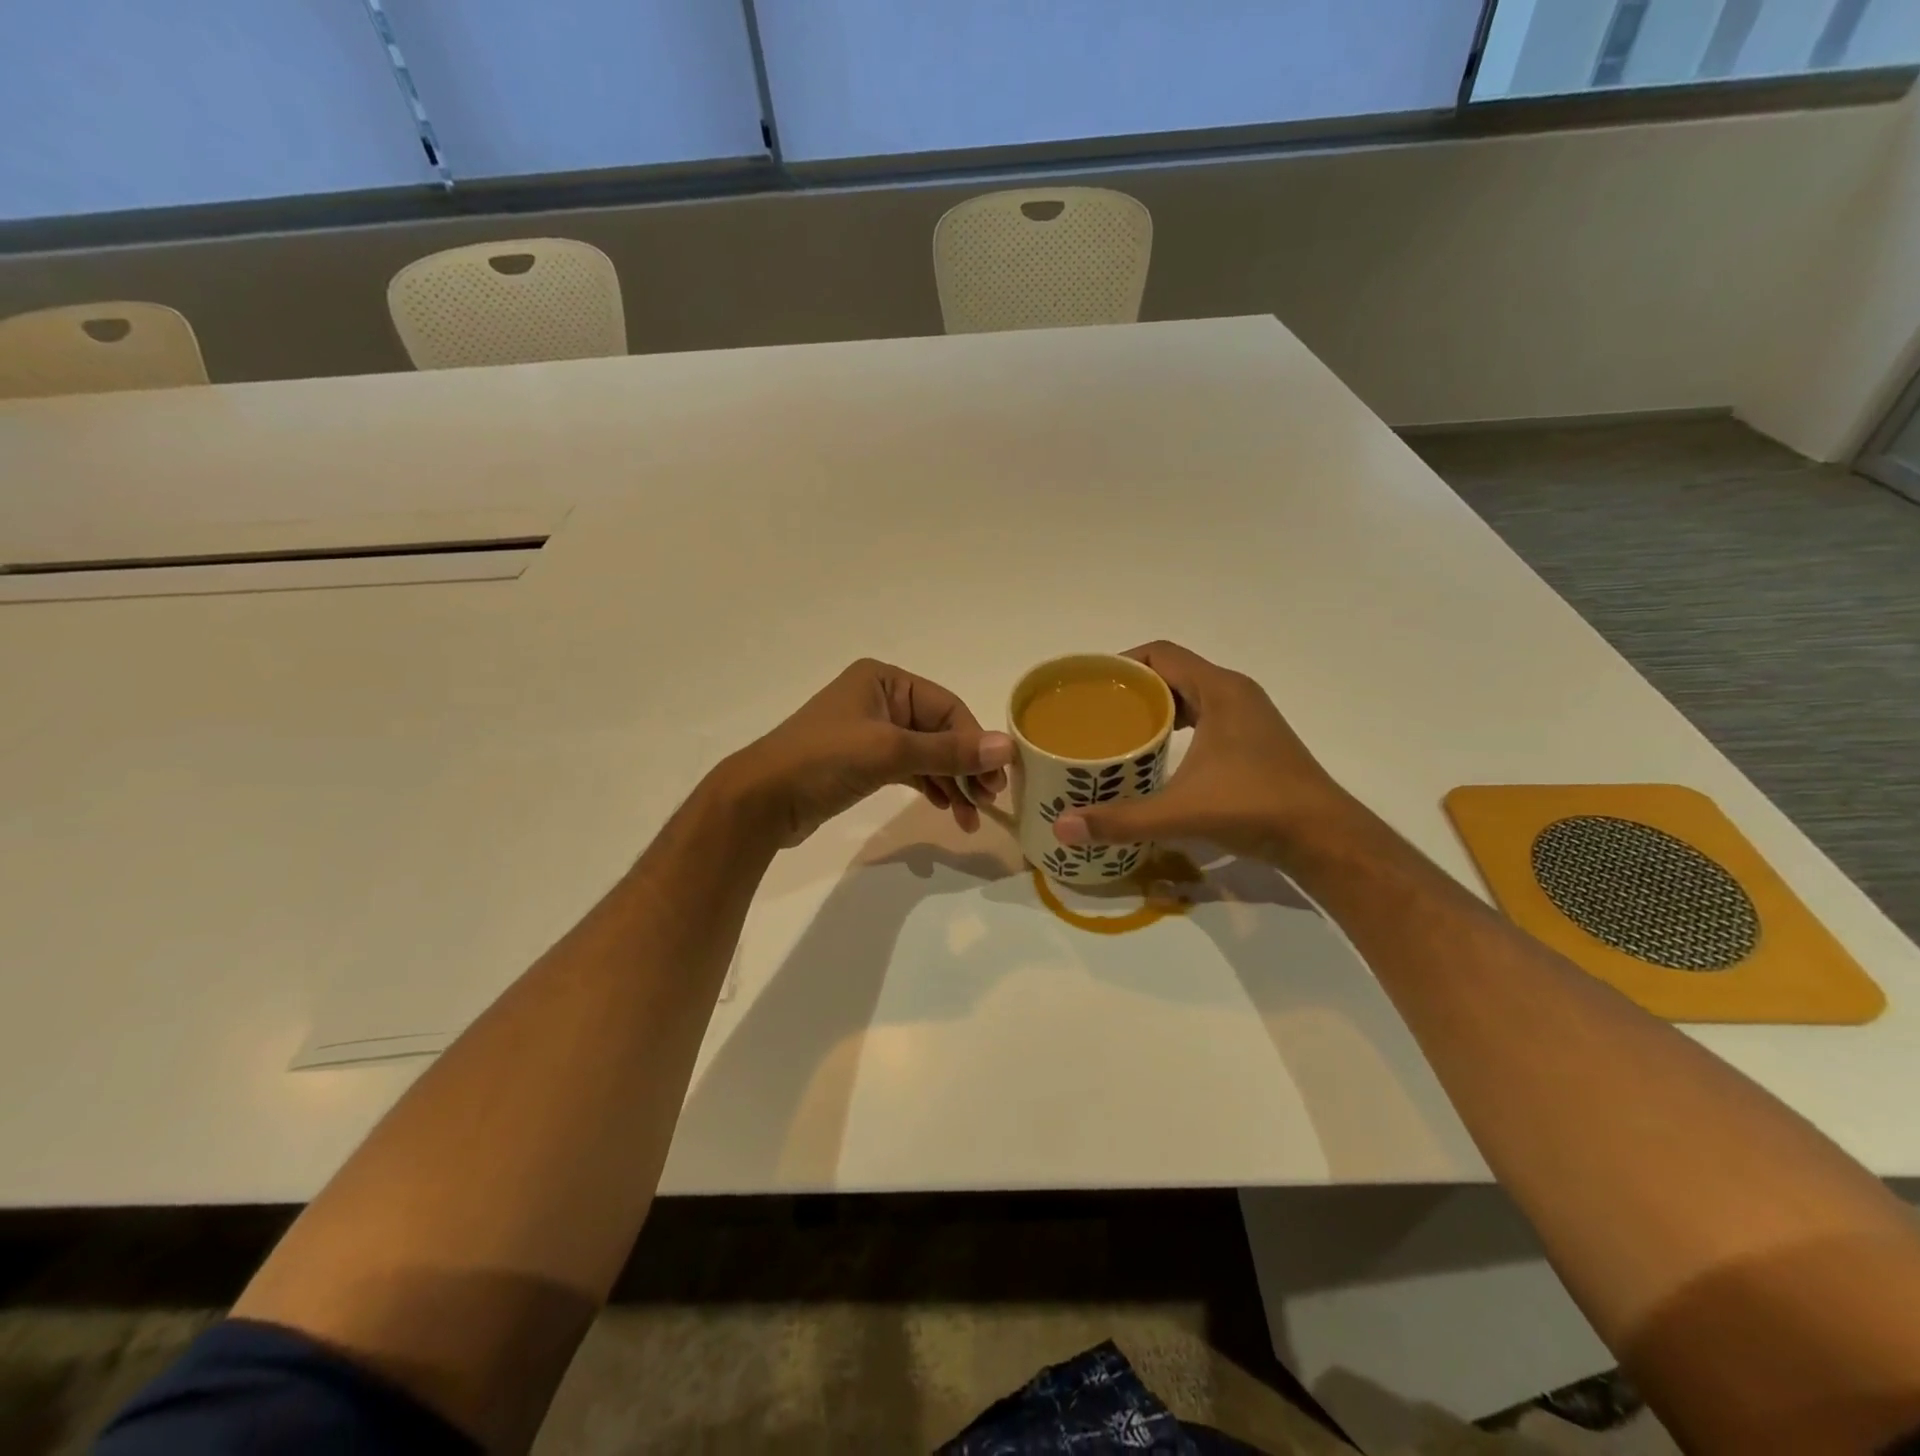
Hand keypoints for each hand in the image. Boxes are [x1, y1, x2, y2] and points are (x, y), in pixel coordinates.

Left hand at [721, 659, 1013, 847]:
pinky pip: (909, 769)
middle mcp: (881, 699)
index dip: (975, 743)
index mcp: (886, 681)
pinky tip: (945, 807)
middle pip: (940, 731)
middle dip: (965, 767)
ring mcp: (871, 731)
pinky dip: (929, 786)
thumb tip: (1008, 747)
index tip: (997, 781)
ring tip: (969, 818)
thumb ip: (949, 751)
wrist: (761, 801)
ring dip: (951, 783)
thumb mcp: (889, 752)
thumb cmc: (823, 761)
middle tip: (988, 802)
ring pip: (926, 754)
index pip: (947, 708)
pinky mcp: (863, 761)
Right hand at [1052, 641, 1352, 862]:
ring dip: (1155, 706)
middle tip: (1094, 711)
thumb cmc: (1255, 808)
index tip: (1088, 684)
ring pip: (1190, 694)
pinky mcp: (1253, 739)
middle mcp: (1234, 693)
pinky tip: (1157, 753)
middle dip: (1132, 687)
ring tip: (1118, 730)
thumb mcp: (1182, 812)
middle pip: (1173, 671)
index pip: (1161, 653)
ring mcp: (1248, 716)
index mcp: (1220, 690)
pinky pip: (1205, 715)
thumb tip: (1063, 827)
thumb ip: (1121, 819)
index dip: (1121, 661)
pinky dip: (1177, 723)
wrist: (1324, 837)